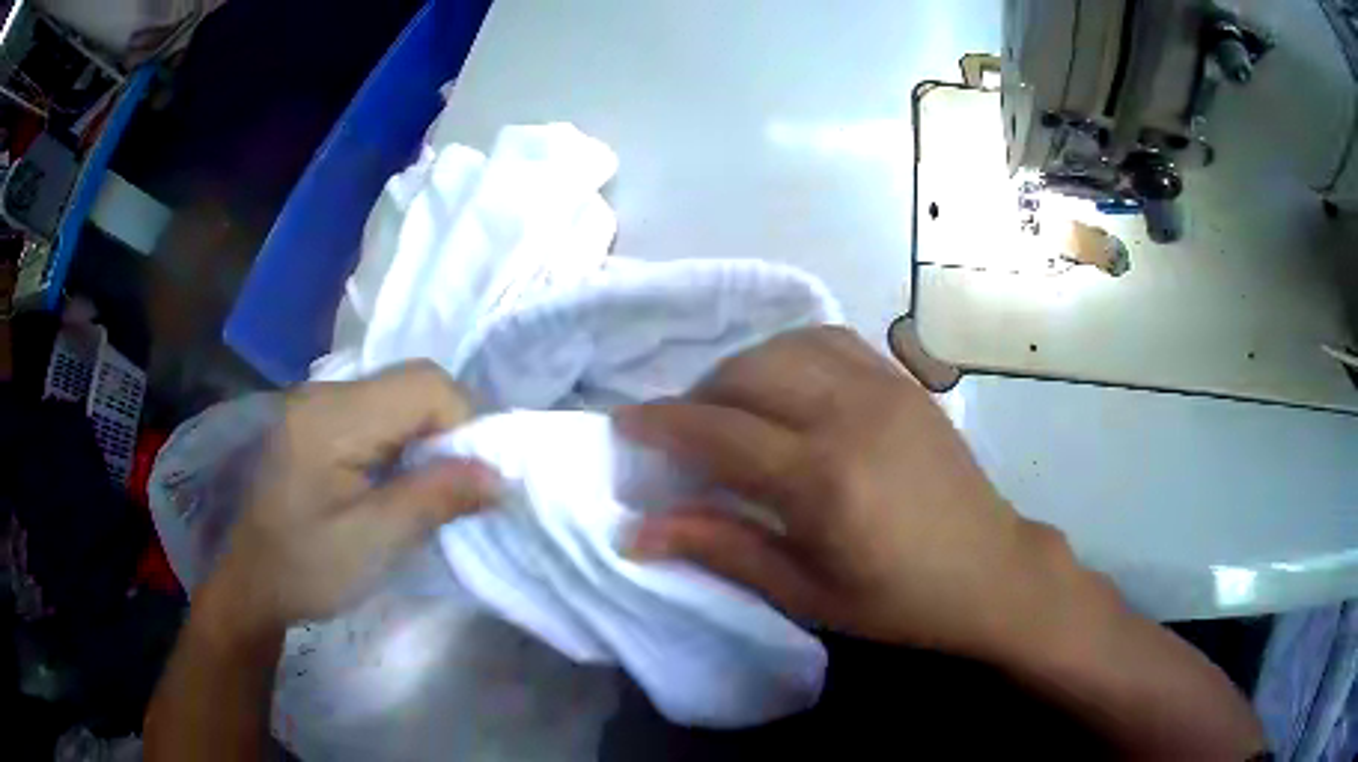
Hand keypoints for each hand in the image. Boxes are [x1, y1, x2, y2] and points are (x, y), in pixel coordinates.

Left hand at [207, 362, 500, 635]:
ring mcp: (318, 402)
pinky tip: (397, 479)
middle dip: (450, 429)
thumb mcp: (374, 543)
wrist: (249, 581)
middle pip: (414, 382)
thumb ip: (436, 499)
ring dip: (428, 435)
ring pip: (400, 394)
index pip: (425, 385)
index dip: (464, 425)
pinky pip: (379, 410)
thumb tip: (500, 475)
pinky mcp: (317, 418)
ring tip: (428, 488)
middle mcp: (325, 392)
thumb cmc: (305, 568)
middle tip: (455, 487)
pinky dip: (404, 439)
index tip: (472, 482)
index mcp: (333, 418)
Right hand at [617, 327, 1066, 656]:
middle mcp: (850, 415)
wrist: (991, 570)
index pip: (718, 433)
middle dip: (697, 396)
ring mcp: (884, 388)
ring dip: (742, 369)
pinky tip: (786, 386)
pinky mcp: (904, 381)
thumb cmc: (898, 601)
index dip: (661, 425)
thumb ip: (722, 550)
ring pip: (786, 346)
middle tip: (681, 433)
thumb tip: (637, 531)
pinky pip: (831, 341)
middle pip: (746, 374)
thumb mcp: (805, 594)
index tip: (624, 425)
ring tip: (730, 408)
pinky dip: (790, 353)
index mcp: (823, 480)